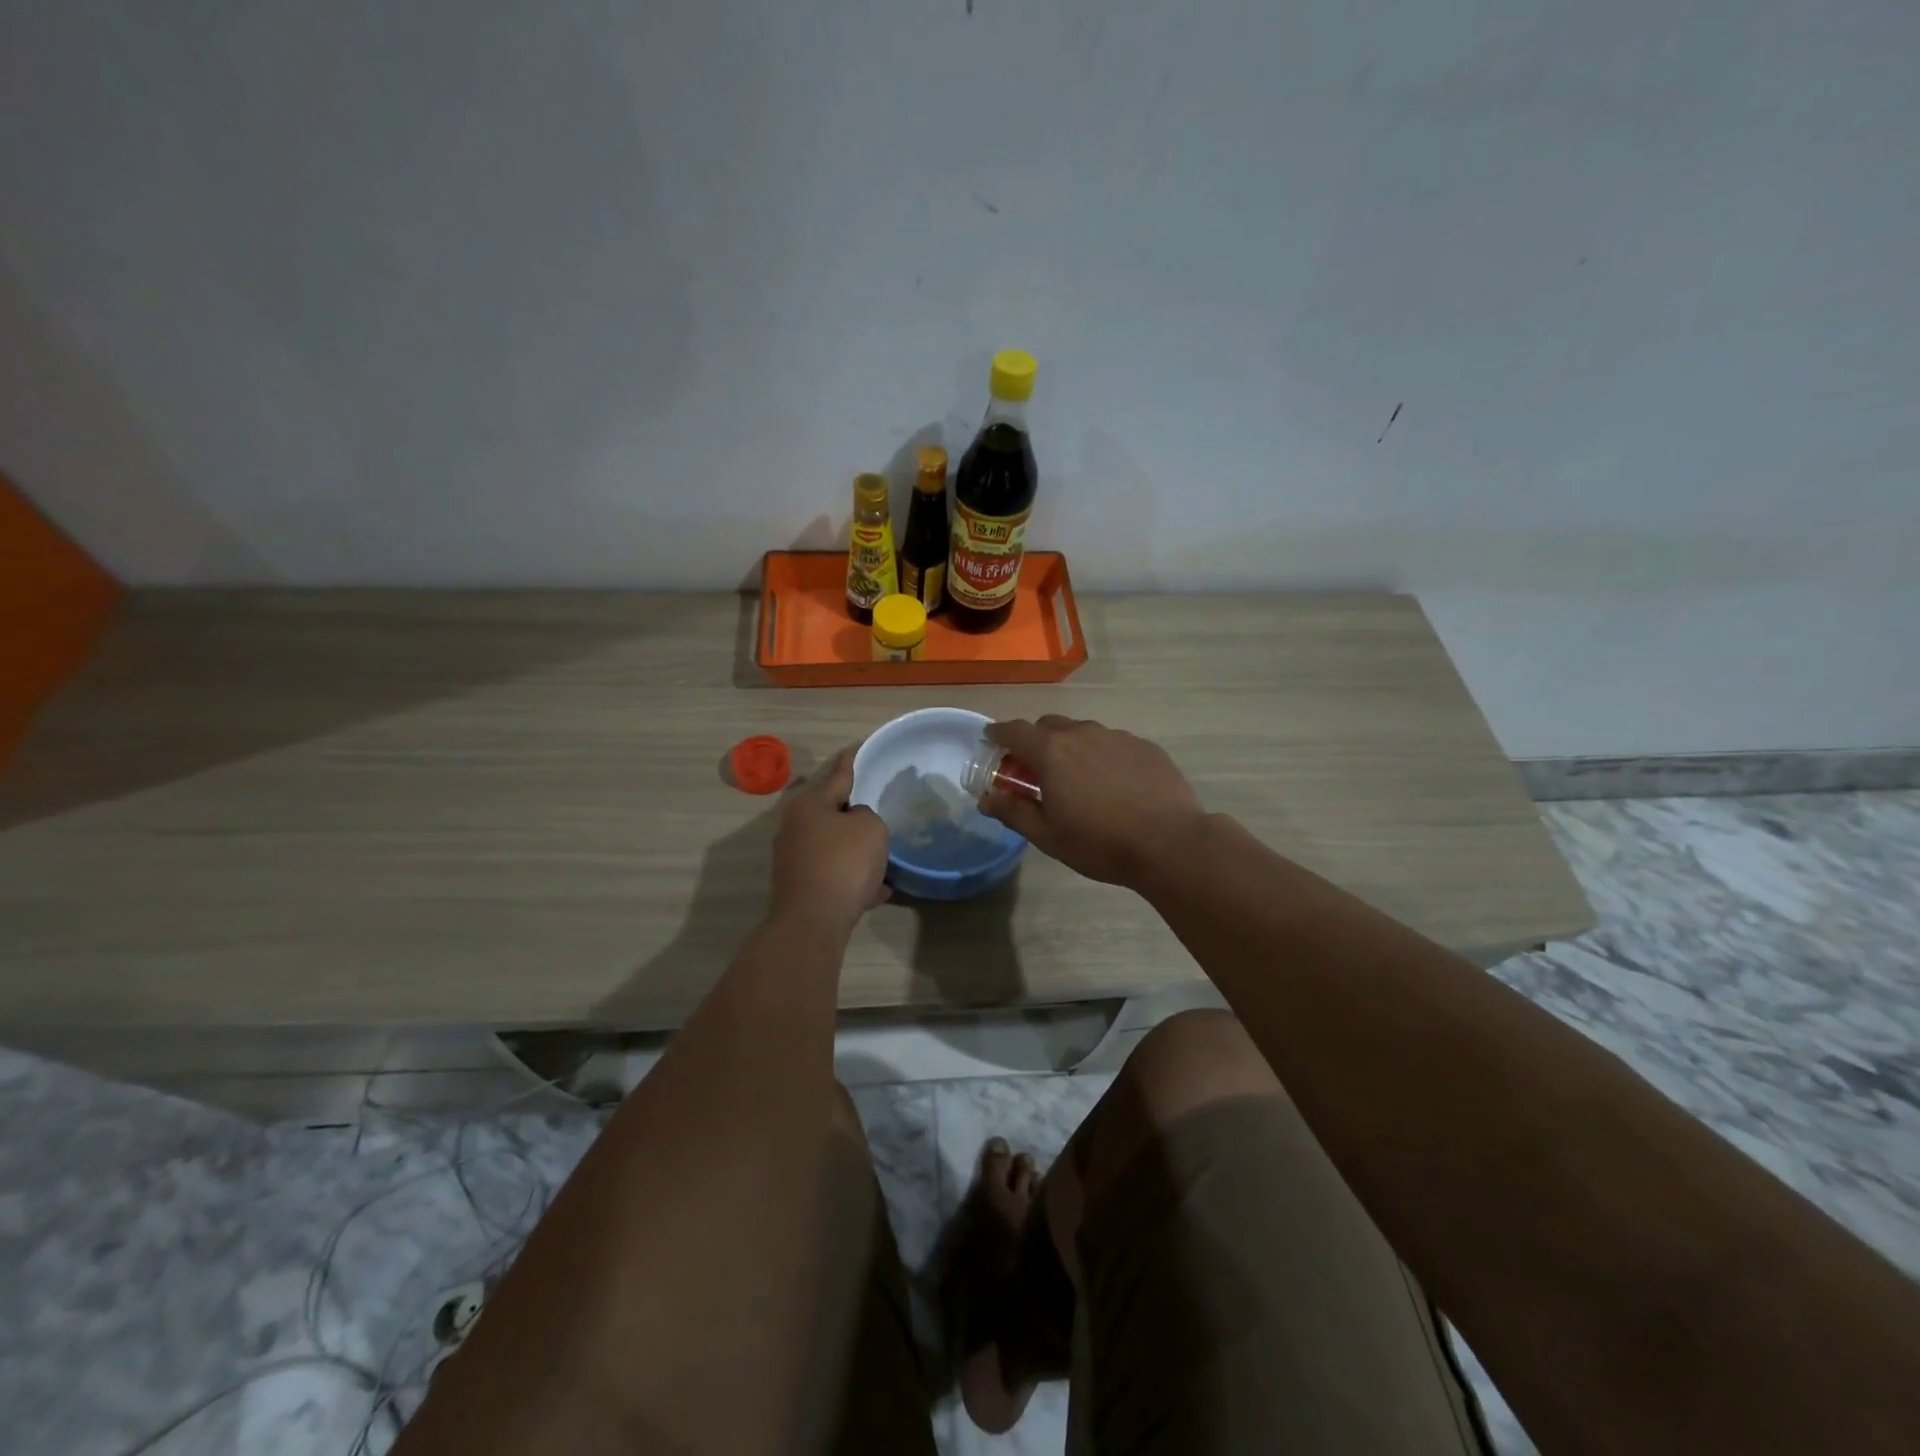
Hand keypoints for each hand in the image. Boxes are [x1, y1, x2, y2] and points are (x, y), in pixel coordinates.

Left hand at [768, 749, 889, 935]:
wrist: (814, 921)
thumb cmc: (844, 863)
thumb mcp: (871, 827)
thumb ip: (867, 816)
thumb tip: (855, 826)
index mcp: (809, 804)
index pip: (836, 775)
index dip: (850, 762)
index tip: (855, 749)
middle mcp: (795, 826)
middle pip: (831, 812)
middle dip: (854, 813)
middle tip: (876, 809)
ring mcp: (794, 858)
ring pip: (833, 845)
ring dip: (856, 850)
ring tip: (882, 856)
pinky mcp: (800, 886)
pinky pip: (833, 873)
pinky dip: (852, 878)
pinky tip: (877, 890)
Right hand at [977, 716, 1204, 887]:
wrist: (1170, 843)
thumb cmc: (1100, 843)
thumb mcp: (1048, 835)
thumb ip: (1013, 811)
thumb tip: (986, 798)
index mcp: (1052, 752)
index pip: (1014, 731)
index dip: (998, 734)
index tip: (992, 740)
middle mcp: (1082, 734)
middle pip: (1049, 726)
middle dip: (1036, 741)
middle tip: (1035, 770)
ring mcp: (1117, 737)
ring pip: (1083, 733)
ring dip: (1071, 748)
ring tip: (1078, 779)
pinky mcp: (1145, 746)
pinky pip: (1113, 744)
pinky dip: (1102, 756)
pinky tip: (1114, 784)